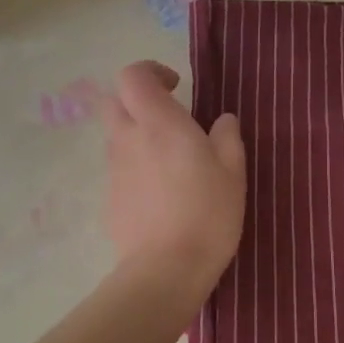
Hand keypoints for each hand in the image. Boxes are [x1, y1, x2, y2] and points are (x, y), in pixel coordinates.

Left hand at [99, 61, 245, 295]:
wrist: (165, 271)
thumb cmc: (207, 214)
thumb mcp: (233, 172)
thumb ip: (227, 136)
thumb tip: (222, 120)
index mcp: (158, 123)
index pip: (132, 76)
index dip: (151, 72)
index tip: (176, 87)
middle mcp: (128, 139)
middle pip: (113, 100)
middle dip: (136, 100)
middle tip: (168, 117)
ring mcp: (114, 169)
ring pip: (115, 135)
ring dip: (137, 134)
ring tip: (170, 160)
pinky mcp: (110, 197)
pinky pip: (119, 168)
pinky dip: (135, 167)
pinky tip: (161, 193)